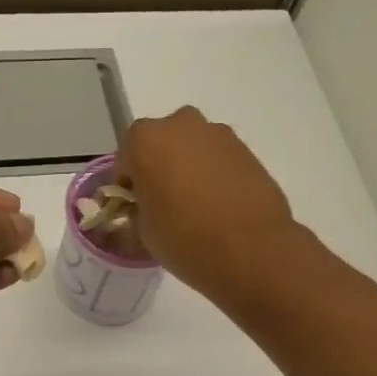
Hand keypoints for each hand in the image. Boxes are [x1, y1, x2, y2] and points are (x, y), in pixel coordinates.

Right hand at [115, 107, 297, 298]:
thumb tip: (144, 208)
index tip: (137, 209)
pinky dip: (214, 175)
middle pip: (161, 145)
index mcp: (145, 140)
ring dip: (189, 169)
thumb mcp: (143, 231)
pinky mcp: (247, 149)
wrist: (250, 250)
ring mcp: (218, 134)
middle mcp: (181, 125)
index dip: (129, 187)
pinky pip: (218, 159)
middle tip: (166, 204)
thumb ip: (138, 209)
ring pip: (192, 149)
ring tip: (197, 207)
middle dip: (160, 169)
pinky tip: (220, 206)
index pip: (126, 161)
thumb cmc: (184, 239)